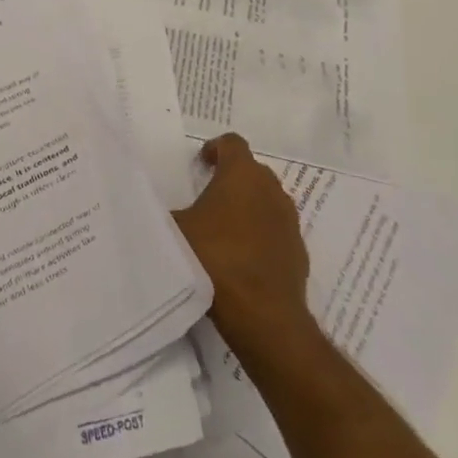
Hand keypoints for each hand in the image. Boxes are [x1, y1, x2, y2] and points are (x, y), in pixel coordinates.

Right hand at [172, 135, 316, 352]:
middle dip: (232, 179)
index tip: (201, 164)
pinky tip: (243, 258)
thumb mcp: (175, 231)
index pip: (232, 143)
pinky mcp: (298, 250)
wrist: (263, 314)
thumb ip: (168, 211)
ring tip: (225, 229)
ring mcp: (289, 220)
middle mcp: (270, 188)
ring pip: (266, 201)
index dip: (215, 148)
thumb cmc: (215, 259)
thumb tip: (158, 208)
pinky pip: (276, 231)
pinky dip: (261, 235)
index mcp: (242, 173)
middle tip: (208, 196)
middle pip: (251, 171)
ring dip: (248, 207)